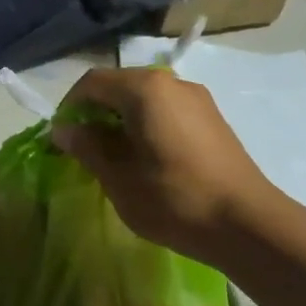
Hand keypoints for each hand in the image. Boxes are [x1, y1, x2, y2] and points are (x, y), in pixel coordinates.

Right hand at [52, 67, 272, 261]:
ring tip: (112, 158)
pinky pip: (166, 111)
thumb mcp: (118, 177)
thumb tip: (63, 130)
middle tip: (82, 150)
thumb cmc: (173, 199)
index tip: (59, 139)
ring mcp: (196, 99)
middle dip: (94, 113)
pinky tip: (145, 160)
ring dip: (120, 121)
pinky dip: (145, 126)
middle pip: (119, 86)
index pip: (92, 83)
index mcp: (144, 90)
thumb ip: (87, 147)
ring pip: (143, 99)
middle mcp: (171, 83)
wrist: (246, 223)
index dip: (68, 107)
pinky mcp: (211, 118)